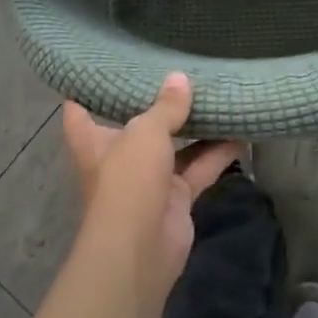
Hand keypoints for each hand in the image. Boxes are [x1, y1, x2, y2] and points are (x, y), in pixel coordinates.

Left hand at [62, 74, 242, 296]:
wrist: (141, 249)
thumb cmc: (128, 179)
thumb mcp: (146, 132)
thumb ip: (166, 106)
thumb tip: (180, 78)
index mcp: (93, 140)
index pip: (78, 111)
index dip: (85, 89)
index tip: (99, 67)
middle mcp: (118, 158)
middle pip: (134, 125)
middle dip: (153, 104)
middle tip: (174, 70)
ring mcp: (148, 180)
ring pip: (173, 147)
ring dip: (194, 127)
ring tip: (215, 94)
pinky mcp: (175, 197)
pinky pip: (198, 168)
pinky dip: (218, 154)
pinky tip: (240, 132)